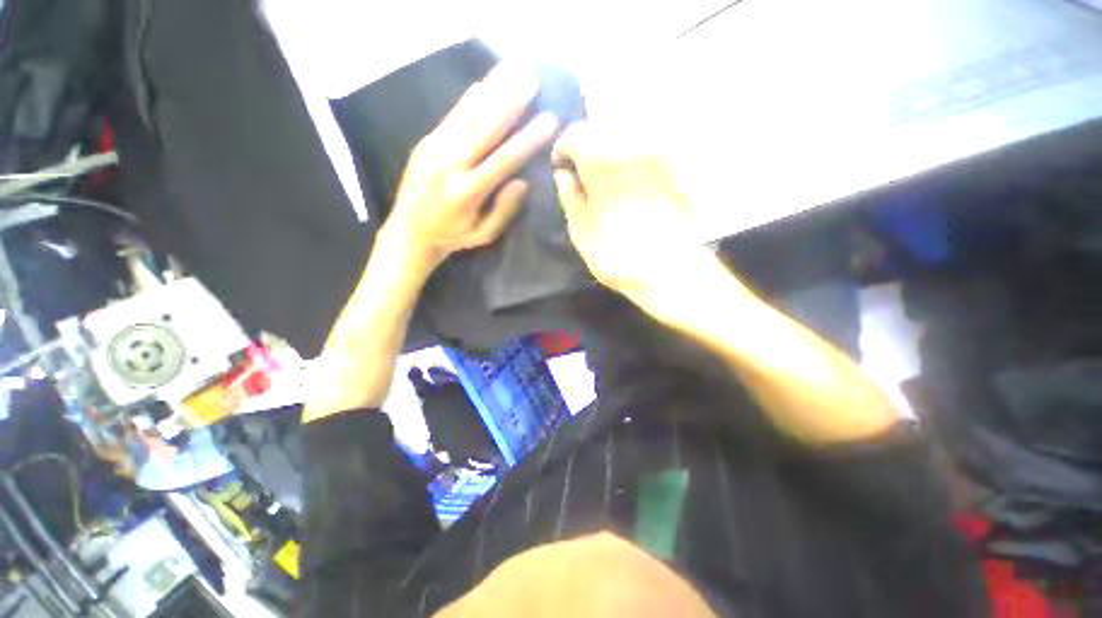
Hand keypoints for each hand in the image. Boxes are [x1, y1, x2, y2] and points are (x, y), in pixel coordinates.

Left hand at [384, 63, 558, 270]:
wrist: (408, 230)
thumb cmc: (452, 236)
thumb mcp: (483, 235)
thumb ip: (503, 211)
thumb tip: (522, 182)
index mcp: (466, 192)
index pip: (502, 161)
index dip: (527, 140)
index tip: (548, 120)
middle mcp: (449, 165)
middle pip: (484, 128)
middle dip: (510, 102)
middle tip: (531, 79)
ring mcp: (434, 149)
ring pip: (467, 115)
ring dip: (492, 90)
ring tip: (513, 70)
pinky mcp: (426, 142)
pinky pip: (451, 116)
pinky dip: (469, 98)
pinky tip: (484, 83)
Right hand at [552, 122, 698, 296]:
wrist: (669, 270)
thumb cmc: (616, 255)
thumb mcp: (580, 231)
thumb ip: (569, 197)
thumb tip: (563, 176)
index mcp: (600, 161)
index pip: (575, 134)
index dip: (564, 149)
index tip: (563, 167)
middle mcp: (631, 147)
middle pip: (604, 130)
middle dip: (590, 147)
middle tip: (587, 173)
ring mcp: (658, 155)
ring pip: (629, 137)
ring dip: (614, 150)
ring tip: (611, 177)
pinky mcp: (678, 169)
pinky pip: (653, 149)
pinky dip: (638, 158)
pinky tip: (636, 181)